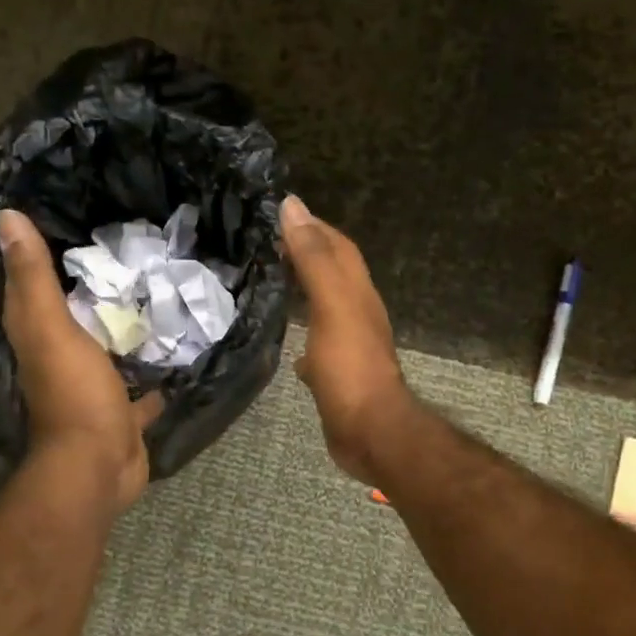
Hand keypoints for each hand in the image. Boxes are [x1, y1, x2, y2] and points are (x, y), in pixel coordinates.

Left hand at [0, 209, 161, 511]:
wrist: (98, 465)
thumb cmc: (74, 392)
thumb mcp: (50, 327)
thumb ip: (33, 276)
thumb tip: (4, 215)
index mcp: (37, 335)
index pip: (29, 285)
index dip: (37, 252)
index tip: (63, 214)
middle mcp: (59, 358)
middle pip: (71, 313)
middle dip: (90, 287)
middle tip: (125, 248)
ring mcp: (92, 386)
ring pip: (106, 347)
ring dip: (122, 327)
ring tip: (156, 290)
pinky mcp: (121, 409)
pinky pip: (138, 382)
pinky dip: (153, 368)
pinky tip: (178, 347)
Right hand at [279, 196, 412, 480]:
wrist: (369, 431)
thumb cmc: (349, 366)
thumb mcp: (331, 304)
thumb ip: (314, 257)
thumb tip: (294, 205)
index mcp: (356, 291)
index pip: (337, 245)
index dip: (312, 226)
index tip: (278, 213)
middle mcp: (356, 311)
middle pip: (332, 271)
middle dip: (305, 252)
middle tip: (266, 243)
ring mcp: (347, 343)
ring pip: (324, 304)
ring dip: (302, 288)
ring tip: (268, 279)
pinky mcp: (336, 372)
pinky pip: (317, 341)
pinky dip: (301, 331)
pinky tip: (283, 337)